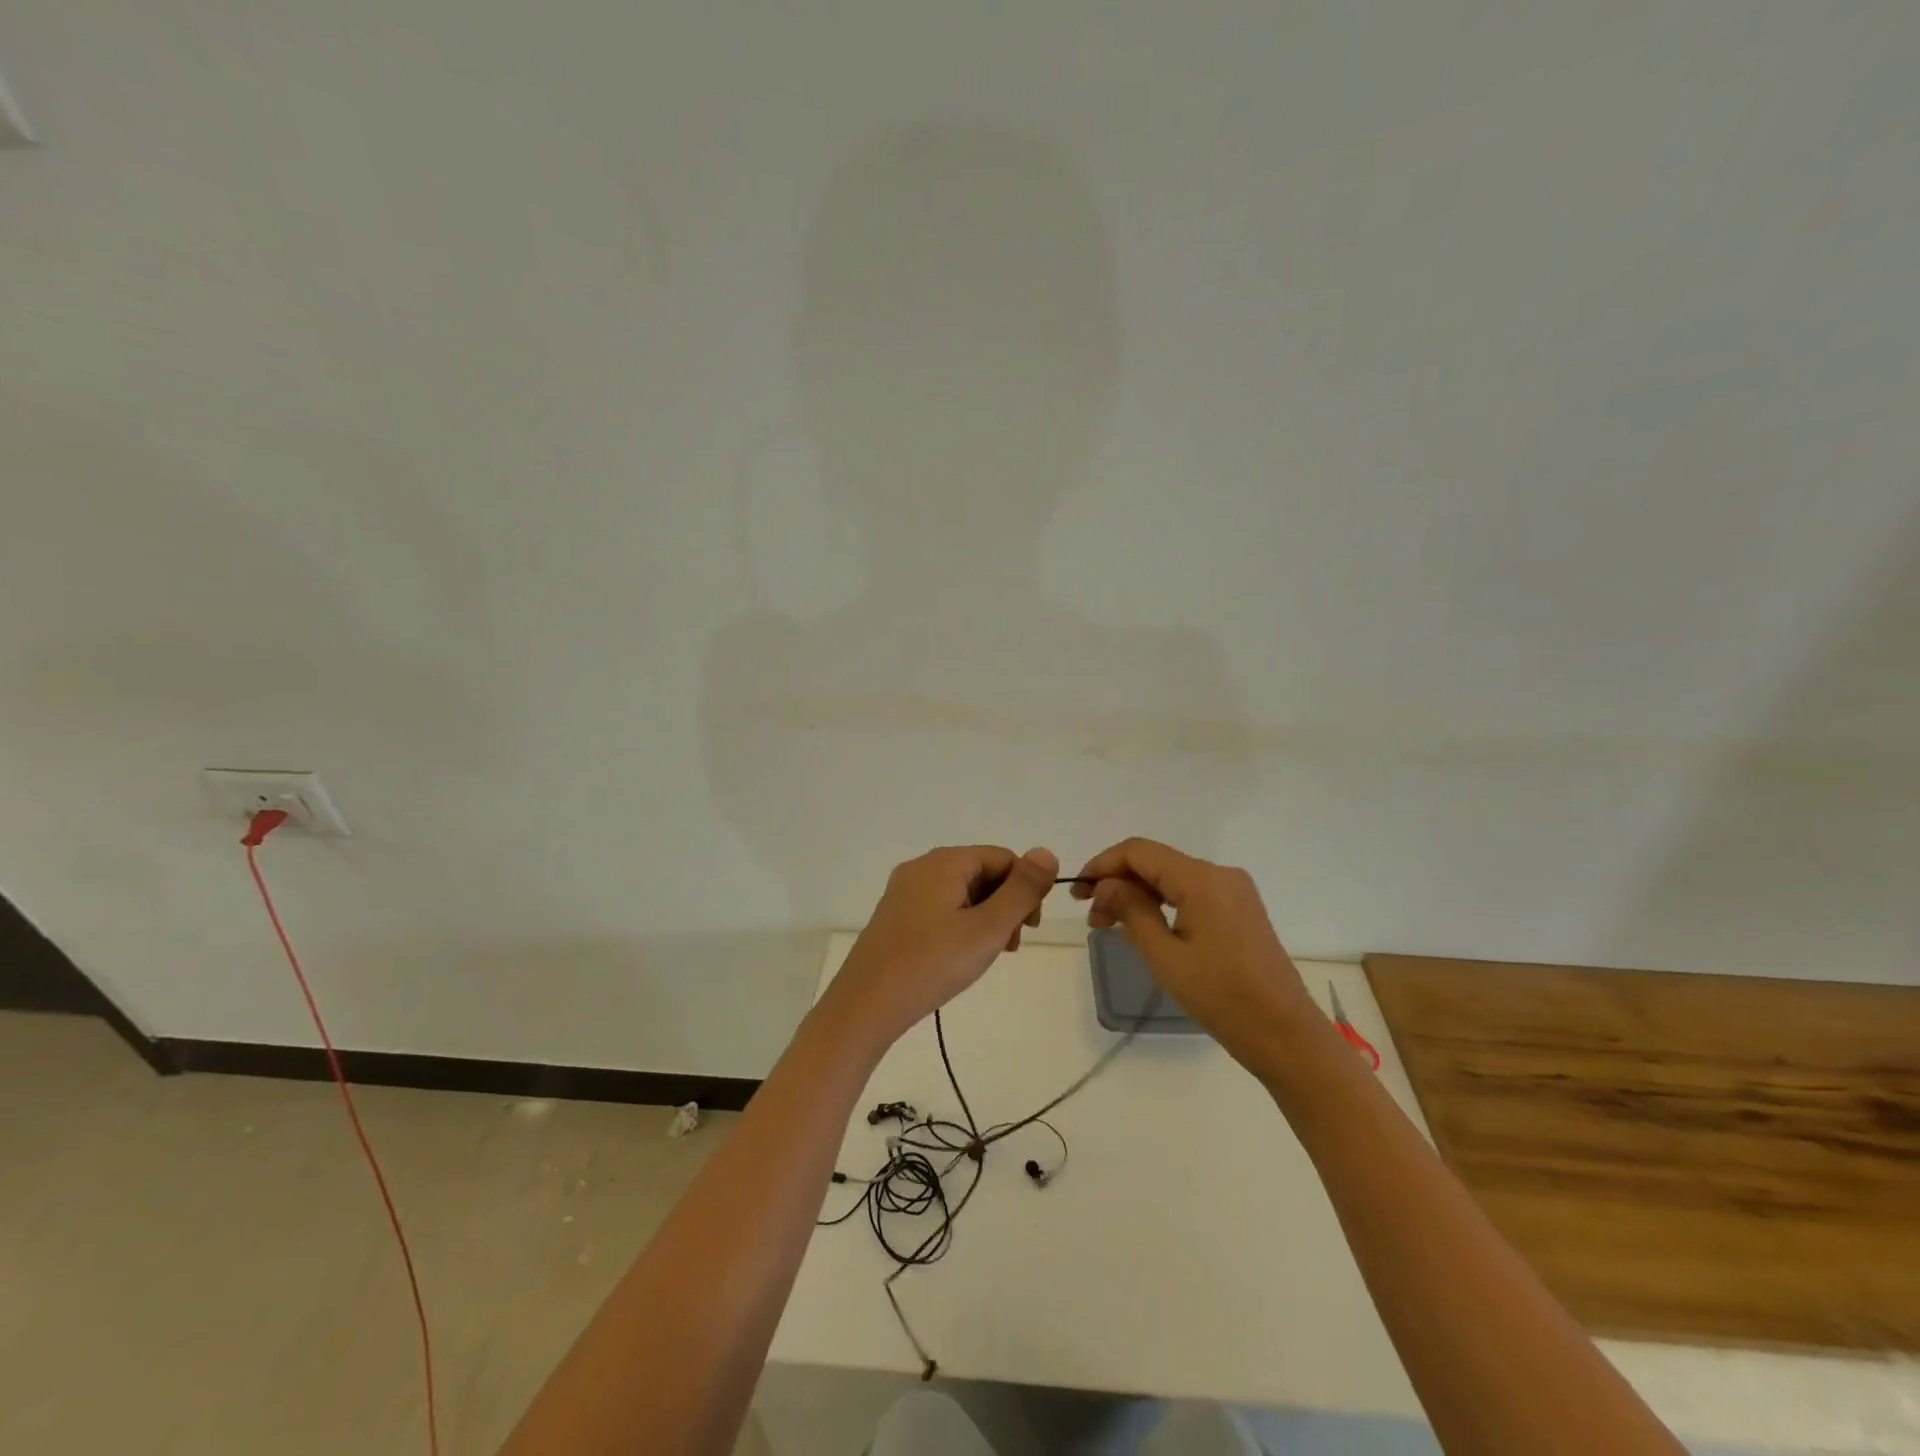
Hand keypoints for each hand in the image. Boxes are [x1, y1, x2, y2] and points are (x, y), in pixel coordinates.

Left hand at [821, 845, 1059, 1053]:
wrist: (866, 1005)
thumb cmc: (932, 964)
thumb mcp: (988, 928)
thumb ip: (1022, 890)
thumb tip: (1046, 852)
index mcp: (944, 862)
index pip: (1002, 857)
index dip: (1025, 888)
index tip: (1029, 928)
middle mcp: (921, 867)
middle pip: (981, 872)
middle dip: (1004, 904)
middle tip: (1009, 946)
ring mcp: (904, 891)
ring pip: (961, 892)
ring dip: (984, 917)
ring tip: (987, 955)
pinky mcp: (896, 915)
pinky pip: (940, 907)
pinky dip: (960, 925)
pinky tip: (960, 956)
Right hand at [1073, 838, 1317, 1068]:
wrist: (1286, 1035)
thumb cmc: (1221, 996)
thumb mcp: (1164, 956)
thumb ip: (1130, 910)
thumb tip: (1106, 885)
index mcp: (1201, 879)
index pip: (1138, 851)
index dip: (1102, 865)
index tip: (1077, 891)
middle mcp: (1220, 874)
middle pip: (1155, 862)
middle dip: (1118, 883)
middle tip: (1091, 918)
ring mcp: (1234, 891)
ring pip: (1172, 878)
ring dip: (1138, 894)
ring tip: (1111, 926)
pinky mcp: (1241, 910)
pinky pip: (1191, 893)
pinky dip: (1162, 903)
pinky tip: (1145, 926)